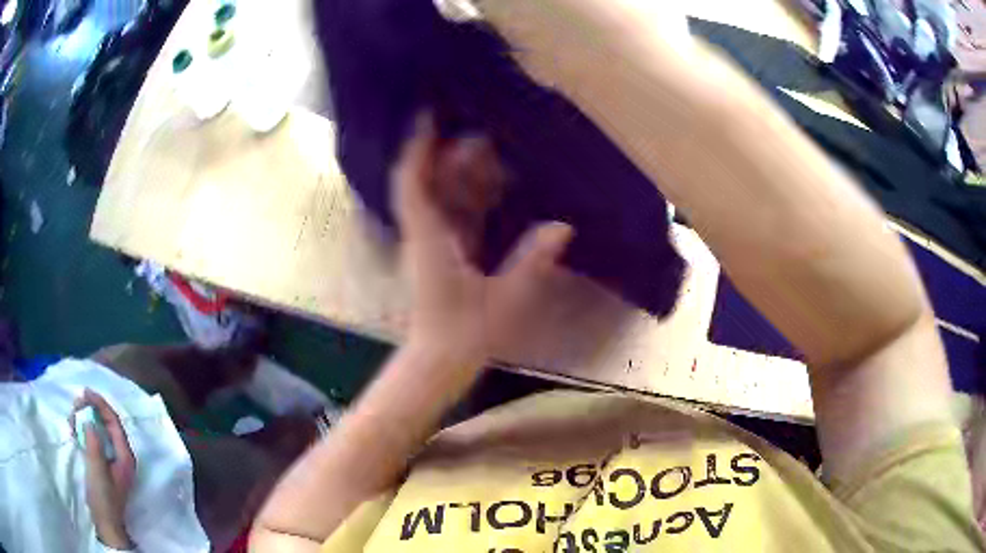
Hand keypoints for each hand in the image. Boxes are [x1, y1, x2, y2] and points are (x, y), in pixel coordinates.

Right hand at [70, 389, 136, 549]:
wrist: (107, 524)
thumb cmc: (103, 498)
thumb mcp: (97, 468)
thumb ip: (94, 441)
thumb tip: (90, 419)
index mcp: (125, 457)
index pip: (114, 423)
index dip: (101, 404)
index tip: (85, 392)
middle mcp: (122, 457)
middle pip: (108, 424)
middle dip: (93, 410)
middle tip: (77, 403)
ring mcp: (114, 462)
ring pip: (101, 431)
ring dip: (87, 420)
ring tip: (74, 416)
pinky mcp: (105, 467)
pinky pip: (95, 441)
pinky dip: (86, 431)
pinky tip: (76, 428)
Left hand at [392, 114, 572, 362]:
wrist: (438, 363)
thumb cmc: (465, 335)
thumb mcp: (504, 301)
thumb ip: (531, 263)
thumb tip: (562, 227)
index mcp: (430, 240)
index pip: (413, 183)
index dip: (418, 149)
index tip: (429, 116)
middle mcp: (425, 234)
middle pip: (430, 184)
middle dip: (453, 156)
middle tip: (486, 137)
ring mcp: (431, 243)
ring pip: (442, 197)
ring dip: (463, 175)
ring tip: (493, 153)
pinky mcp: (441, 253)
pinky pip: (452, 214)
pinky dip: (469, 196)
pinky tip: (492, 187)